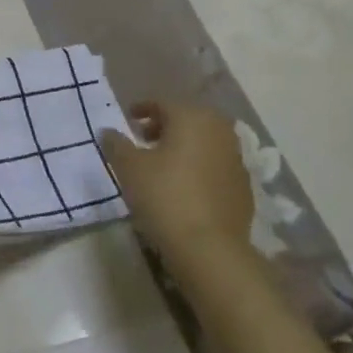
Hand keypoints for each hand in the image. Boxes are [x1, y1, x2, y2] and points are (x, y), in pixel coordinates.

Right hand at [100, 102, 255, 261]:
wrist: (209, 248)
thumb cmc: (164, 197)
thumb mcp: (128, 168)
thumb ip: (116, 144)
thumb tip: (108, 131)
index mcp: (192, 117)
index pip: (163, 103)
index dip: (142, 109)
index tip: (128, 120)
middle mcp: (219, 130)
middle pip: (188, 119)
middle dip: (165, 126)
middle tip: (144, 140)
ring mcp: (236, 159)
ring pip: (205, 142)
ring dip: (184, 147)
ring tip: (162, 165)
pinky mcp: (244, 187)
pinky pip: (215, 166)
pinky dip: (199, 168)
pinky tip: (185, 187)